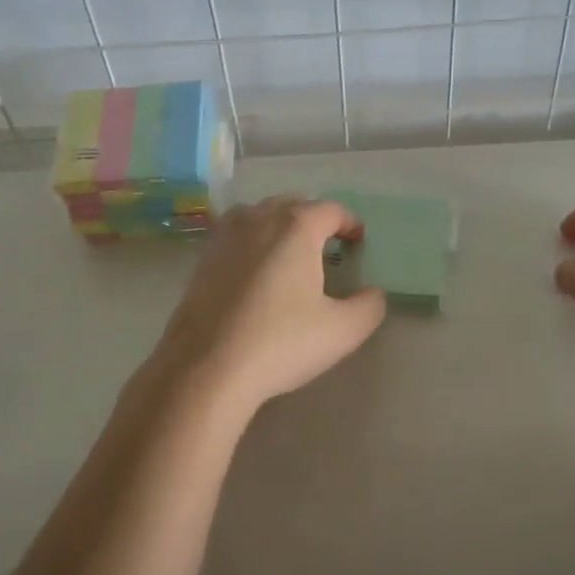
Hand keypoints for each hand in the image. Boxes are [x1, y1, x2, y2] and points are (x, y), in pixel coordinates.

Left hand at [151, 196, 386, 416]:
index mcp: (296, 226)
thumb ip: (369, 306)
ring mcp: (225, 236)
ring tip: (292, 253)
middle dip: (315, 219)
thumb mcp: (342, 330)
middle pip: (294, 204)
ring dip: (281, 225)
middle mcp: (259, 218)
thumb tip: (372, 293)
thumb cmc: (280, 343)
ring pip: (260, 214)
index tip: (358, 241)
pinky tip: (258, 271)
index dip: (350, 223)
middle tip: (329, 246)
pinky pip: (237, 234)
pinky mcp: (203, 258)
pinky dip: (254, 241)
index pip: (331, 210)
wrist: (205, 369)